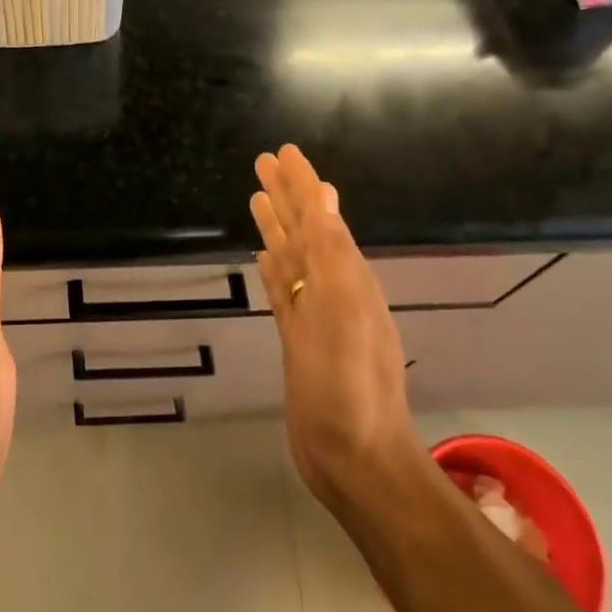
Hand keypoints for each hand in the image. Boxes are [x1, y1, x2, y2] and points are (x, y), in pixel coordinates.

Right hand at [252, 145, 420, 508]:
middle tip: (264, 161)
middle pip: (304, 229)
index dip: (303, 183)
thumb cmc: (348, 386)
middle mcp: (333, 289)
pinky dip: (273, 268)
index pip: (320, 216)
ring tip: (256, 196)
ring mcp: (315, 315)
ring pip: (292, 256)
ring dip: (277, 225)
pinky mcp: (298, 339)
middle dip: (286, 194)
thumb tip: (324, 198)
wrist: (354, 459)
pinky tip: (264, 256)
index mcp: (347, 277)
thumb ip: (332, 254)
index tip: (285, 151)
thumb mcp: (342, 313)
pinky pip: (283, 290)